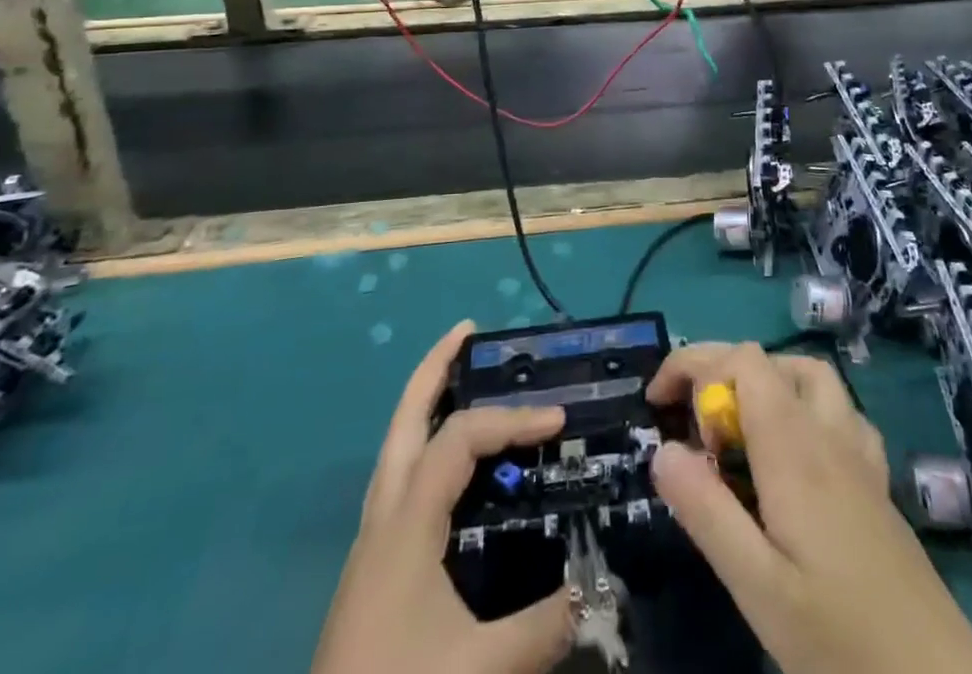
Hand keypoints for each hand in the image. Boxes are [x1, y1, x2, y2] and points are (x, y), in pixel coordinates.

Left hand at [311, 321, 574, 673]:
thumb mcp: (479, 673)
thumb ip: (544, 628)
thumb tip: (599, 591)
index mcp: (405, 522)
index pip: (462, 438)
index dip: (512, 419)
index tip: (558, 422)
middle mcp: (383, 516)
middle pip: (405, 419)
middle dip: (435, 369)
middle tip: (469, 332)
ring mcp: (372, 541)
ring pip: (397, 447)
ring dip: (427, 402)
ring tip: (462, 376)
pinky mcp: (373, 568)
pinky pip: (402, 478)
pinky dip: (427, 446)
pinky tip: (452, 466)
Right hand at [647, 342, 971, 673]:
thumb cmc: (840, 637)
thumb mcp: (757, 586)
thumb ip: (706, 512)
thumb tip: (661, 449)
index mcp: (793, 446)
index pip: (740, 361)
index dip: (693, 364)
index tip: (657, 403)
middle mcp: (827, 431)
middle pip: (770, 361)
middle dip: (720, 371)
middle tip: (688, 422)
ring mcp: (859, 452)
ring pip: (809, 377)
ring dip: (765, 381)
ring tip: (735, 428)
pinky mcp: (877, 479)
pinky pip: (839, 411)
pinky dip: (804, 407)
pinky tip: (794, 453)